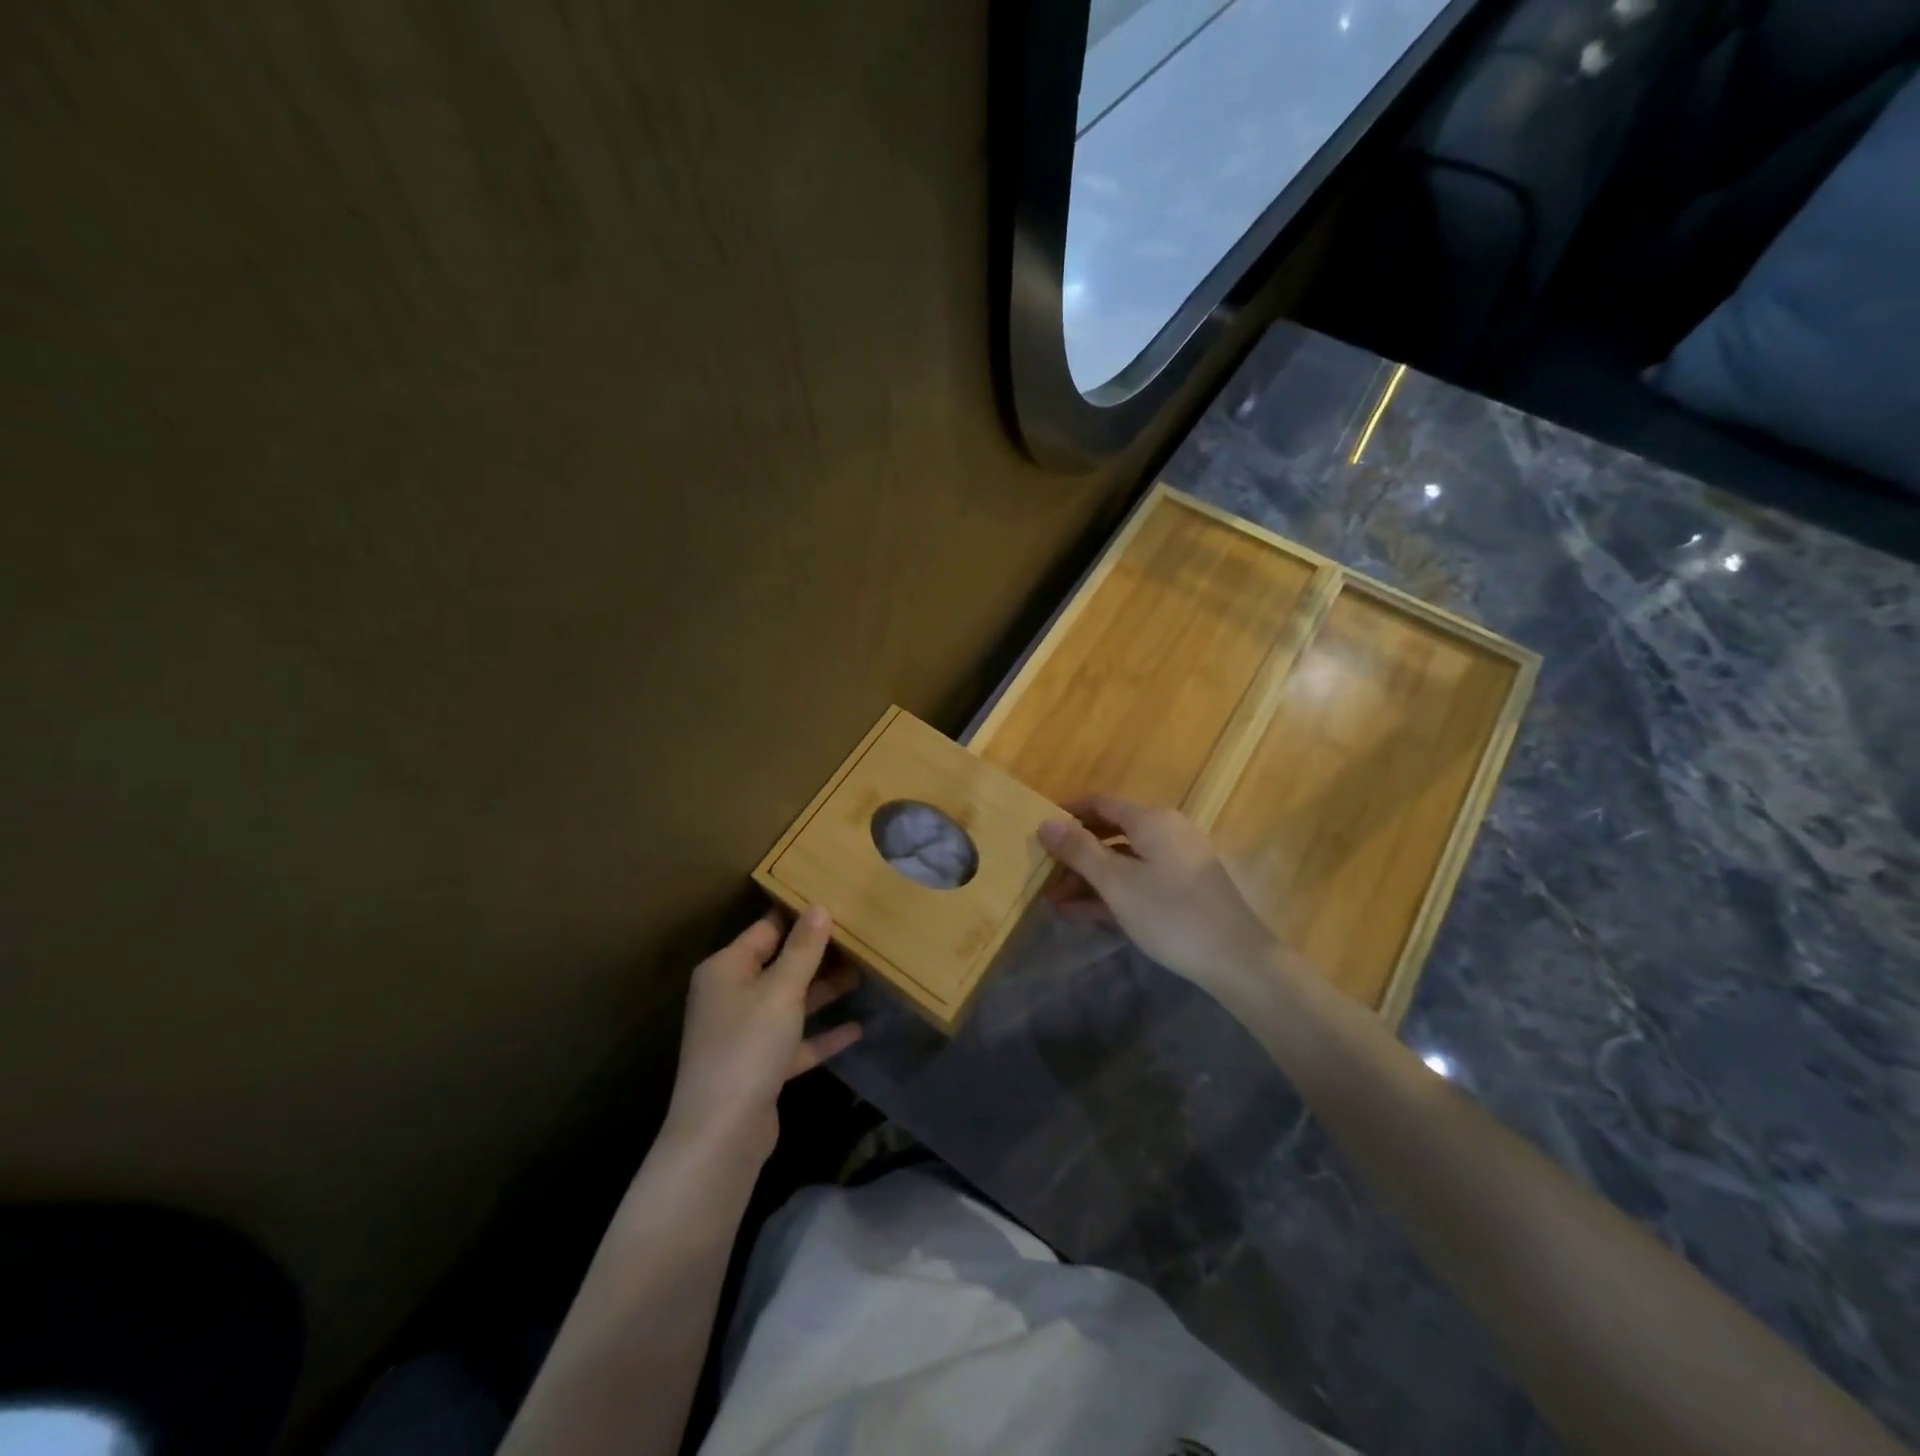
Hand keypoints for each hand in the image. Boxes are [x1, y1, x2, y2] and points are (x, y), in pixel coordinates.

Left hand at [664, 908, 861, 1163]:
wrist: (722, 1133)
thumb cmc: (748, 1046)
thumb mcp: (781, 990)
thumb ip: (803, 949)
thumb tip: (818, 906)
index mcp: (726, 968)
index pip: (766, 928)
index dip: (800, 915)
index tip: (836, 900)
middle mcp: (732, 995)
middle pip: (780, 964)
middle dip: (818, 953)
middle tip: (860, 936)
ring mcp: (745, 1033)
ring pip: (790, 1001)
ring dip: (824, 991)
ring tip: (865, 973)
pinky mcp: (761, 1066)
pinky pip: (796, 1040)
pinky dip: (822, 1034)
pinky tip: (857, 1028)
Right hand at [1039, 795, 1279, 996]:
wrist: (1236, 960)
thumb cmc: (1170, 913)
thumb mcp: (1117, 882)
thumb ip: (1079, 850)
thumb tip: (1045, 821)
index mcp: (1152, 820)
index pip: (1101, 803)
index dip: (1068, 813)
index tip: (1039, 830)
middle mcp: (1166, 832)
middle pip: (1110, 832)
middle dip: (1075, 853)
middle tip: (1043, 872)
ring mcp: (1177, 861)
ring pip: (1123, 860)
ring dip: (1089, 877)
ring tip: (1054, 900)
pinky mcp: (1182, 889)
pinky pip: (1138, 880)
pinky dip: (1111, 892)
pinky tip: (1081, 913)